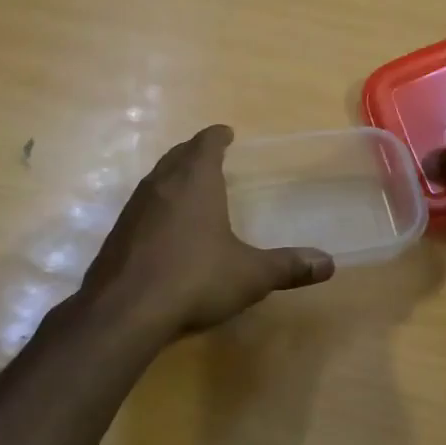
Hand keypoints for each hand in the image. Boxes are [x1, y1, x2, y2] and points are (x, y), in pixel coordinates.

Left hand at [81, 125, 335, 339]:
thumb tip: (328, 263)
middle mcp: (161, 184)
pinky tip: (164, 228)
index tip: (227, 134)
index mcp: (195, 180)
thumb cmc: (195, 279)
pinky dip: (157, 205)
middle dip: (194, 152)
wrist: (125, 310)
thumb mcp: (250, 275)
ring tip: (189, 187)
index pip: (206, 143)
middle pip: (178, 155)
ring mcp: (134, 208)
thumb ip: (288, 266)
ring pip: (156, 179)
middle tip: (210, 155)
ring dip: (173, 176)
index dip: (218, 136)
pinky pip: (142, 207)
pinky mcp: (117, 233)